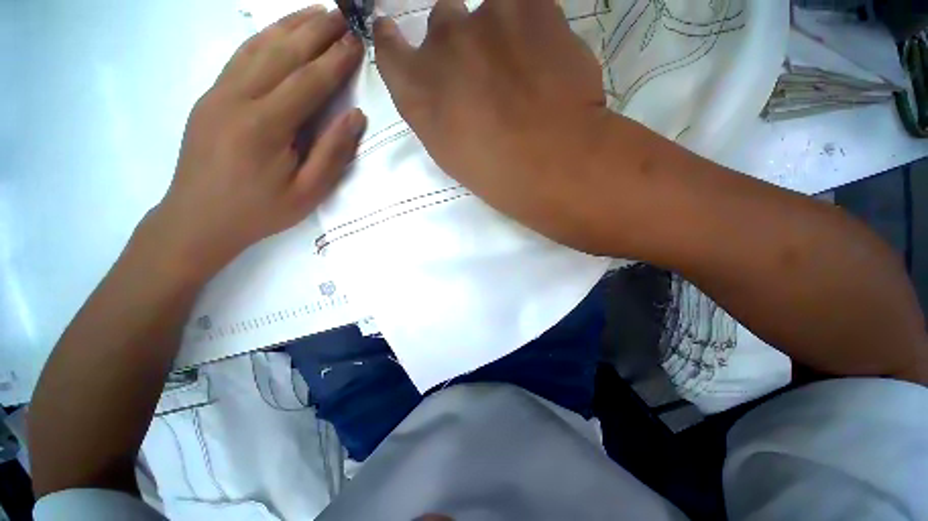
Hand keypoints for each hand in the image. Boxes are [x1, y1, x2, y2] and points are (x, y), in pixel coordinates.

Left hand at [150, 6, 365, 278]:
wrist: (198, 219)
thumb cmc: (260, 211)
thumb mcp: (308, 192)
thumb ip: (333, 153)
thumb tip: (355, 116)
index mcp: (265, 126)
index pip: (308, 81)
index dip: (336, 60)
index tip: (357, 42)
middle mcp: (238, 98)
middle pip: (282, 53)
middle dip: (315, 31)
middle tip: (342, 14)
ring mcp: (218, 93)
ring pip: (258, 47)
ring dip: (289, 26)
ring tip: (315, 11)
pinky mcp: (210, 97)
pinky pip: (240, 57)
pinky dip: (263, 38)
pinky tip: (278, 31)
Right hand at [374, 0, 611, 250]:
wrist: (553, 161)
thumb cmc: (497, 173)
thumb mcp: (450, 153)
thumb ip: (433, 111)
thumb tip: (439, 85)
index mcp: (419, 91)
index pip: (390, 49)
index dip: (394, 39)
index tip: (398, 35)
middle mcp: (442, 43)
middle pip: (442, 21)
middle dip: (458, 43)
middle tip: (485, 72)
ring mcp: (486, 19)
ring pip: (485, 10)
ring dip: (497, 32)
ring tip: (523, 68)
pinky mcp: (532, 5)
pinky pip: (525, 6)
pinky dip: (531, 27)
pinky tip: (545, 59)